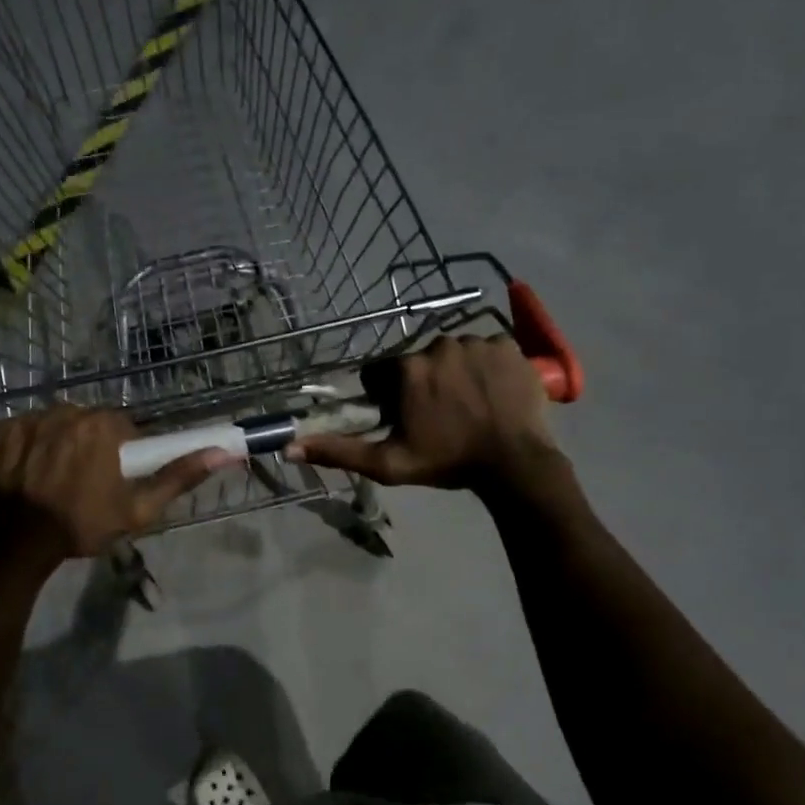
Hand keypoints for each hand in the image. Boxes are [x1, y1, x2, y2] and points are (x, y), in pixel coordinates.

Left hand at [0, 404, 227, 572]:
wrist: (17, 546)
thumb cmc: (82, 526)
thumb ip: (179, 477)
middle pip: (89, 422)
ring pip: (58, 423)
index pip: (122, 428)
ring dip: (61, 443)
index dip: (121, 453)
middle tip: (84, 482)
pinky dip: (31, 446)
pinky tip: (30, 472)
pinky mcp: (2, 432)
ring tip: (54, 479)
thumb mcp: (139, 509)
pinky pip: (27, 429)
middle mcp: (66, 412)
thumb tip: (224, 452)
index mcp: (102, 426)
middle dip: (91, 445)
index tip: (113, 478)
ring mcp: (30, 420)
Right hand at [287, 335, 557, 489]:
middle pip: (420, 360)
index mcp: (407, 369)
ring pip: (454, 353)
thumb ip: (338, 451)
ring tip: (470, 405)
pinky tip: (493, 393)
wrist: (515, 463)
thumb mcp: (387, 463)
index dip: (389, 394)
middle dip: (424, 382)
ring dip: (456, 373)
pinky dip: (487, 367)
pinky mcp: (508, 346)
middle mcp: (438, 344)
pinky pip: (488, 349)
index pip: (384, 371)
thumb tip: (290, 447)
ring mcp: (477, 341)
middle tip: (440, 415)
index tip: (405, 416)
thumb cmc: (447, 462)